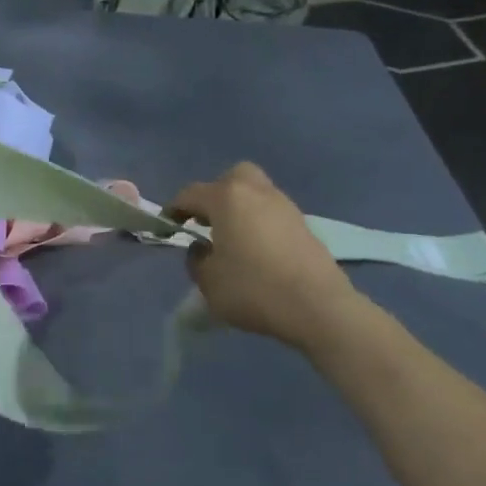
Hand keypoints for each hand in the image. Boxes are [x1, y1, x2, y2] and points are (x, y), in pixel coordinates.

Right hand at [169, 163, 359, 347]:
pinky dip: (260, 223)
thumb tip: (202, 248)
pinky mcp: (304, 225)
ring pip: (256, 194)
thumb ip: (197, 260)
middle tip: (207, 220)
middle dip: (216, 194)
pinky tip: (257, 250)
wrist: (318, 307)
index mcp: (227, 198)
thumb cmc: (254, 289)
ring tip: (232, 238)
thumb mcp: (209, 282)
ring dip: (240, 209)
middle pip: (232, 178)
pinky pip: (272, 214)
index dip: (175, 208)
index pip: (191, 194)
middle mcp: (256, 192)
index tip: (168, 225)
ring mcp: (284, 206)